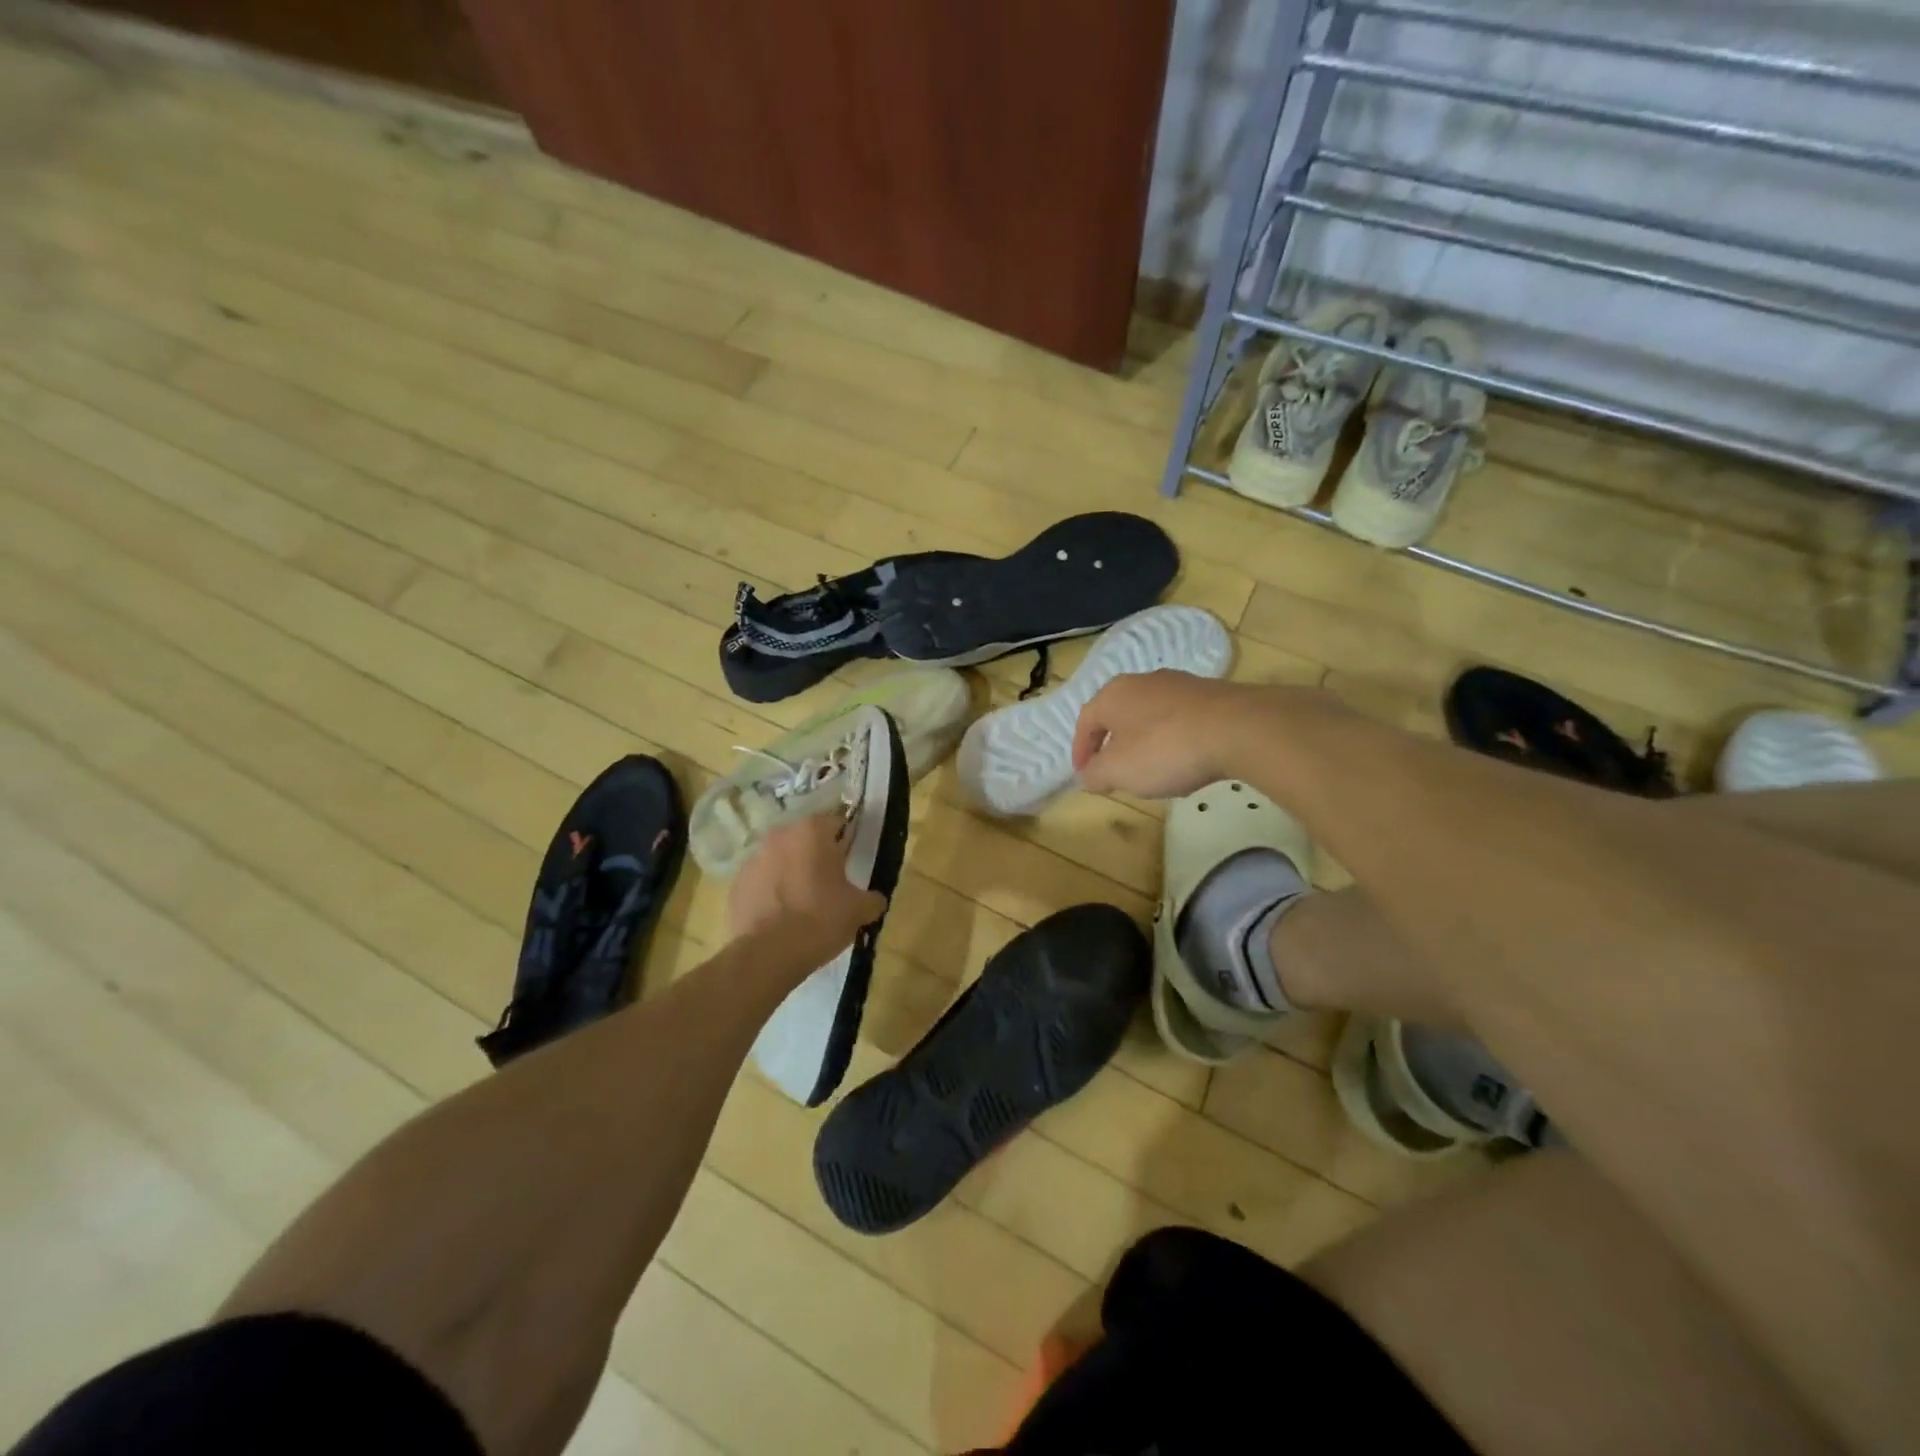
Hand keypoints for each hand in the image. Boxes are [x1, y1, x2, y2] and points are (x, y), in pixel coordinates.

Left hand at [726, 814, 886, 948]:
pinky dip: (770, 892)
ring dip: (791, 872)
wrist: (768, 954)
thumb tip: (874, 900)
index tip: (851, 862)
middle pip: (805, 839)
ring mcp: (753, 858)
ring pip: (780, 859)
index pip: (836, 823)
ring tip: (803, 901)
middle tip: (830, 882)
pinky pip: (761, 882)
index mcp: (812, 831)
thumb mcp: (859, 910)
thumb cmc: (820, 920)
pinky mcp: (736, 883)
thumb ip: (872, 898)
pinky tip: (780, 916)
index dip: (846, 841)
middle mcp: (780, 835)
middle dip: (816, 855)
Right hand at [1072, 671, 1269, 799]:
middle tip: (1115, 773)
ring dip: (1145, 743)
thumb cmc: (1164, 749)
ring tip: (1152, 771)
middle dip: (1114, 745)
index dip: (1081, 750)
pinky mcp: (1211, 694)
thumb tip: (1088, 775)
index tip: (1084, 775)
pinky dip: (1174, 740)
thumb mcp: (1118, 771)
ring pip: (1150, 716)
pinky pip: (1180, 720)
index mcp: (1113, 694)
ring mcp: (1180, 684)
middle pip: (1118, 715)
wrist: (1238, 729)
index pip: (1085, 721)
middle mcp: (1143, 681)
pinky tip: (1186, 761)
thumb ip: (1095, 774)